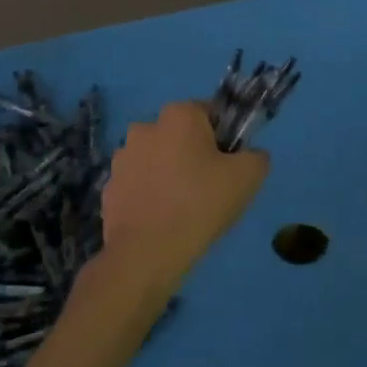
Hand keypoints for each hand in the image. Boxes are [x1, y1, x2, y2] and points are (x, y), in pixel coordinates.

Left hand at [98, 101, 268, 292]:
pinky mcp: (109, 188)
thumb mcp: (248, 177)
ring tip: (184, 208)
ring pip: (157, 159)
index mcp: (179, 115)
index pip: (209, 114)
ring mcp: (122, 158)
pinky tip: (162, 220)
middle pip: (180, 136)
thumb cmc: (201, 204)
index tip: (229, 166)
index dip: (224, 138)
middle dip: (194, 154)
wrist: (147, 253)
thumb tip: (249, 155)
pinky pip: (139, 185)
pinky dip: (150, 196)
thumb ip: (256, 156)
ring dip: (169, 174)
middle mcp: (145, 127)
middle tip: (210, 188)